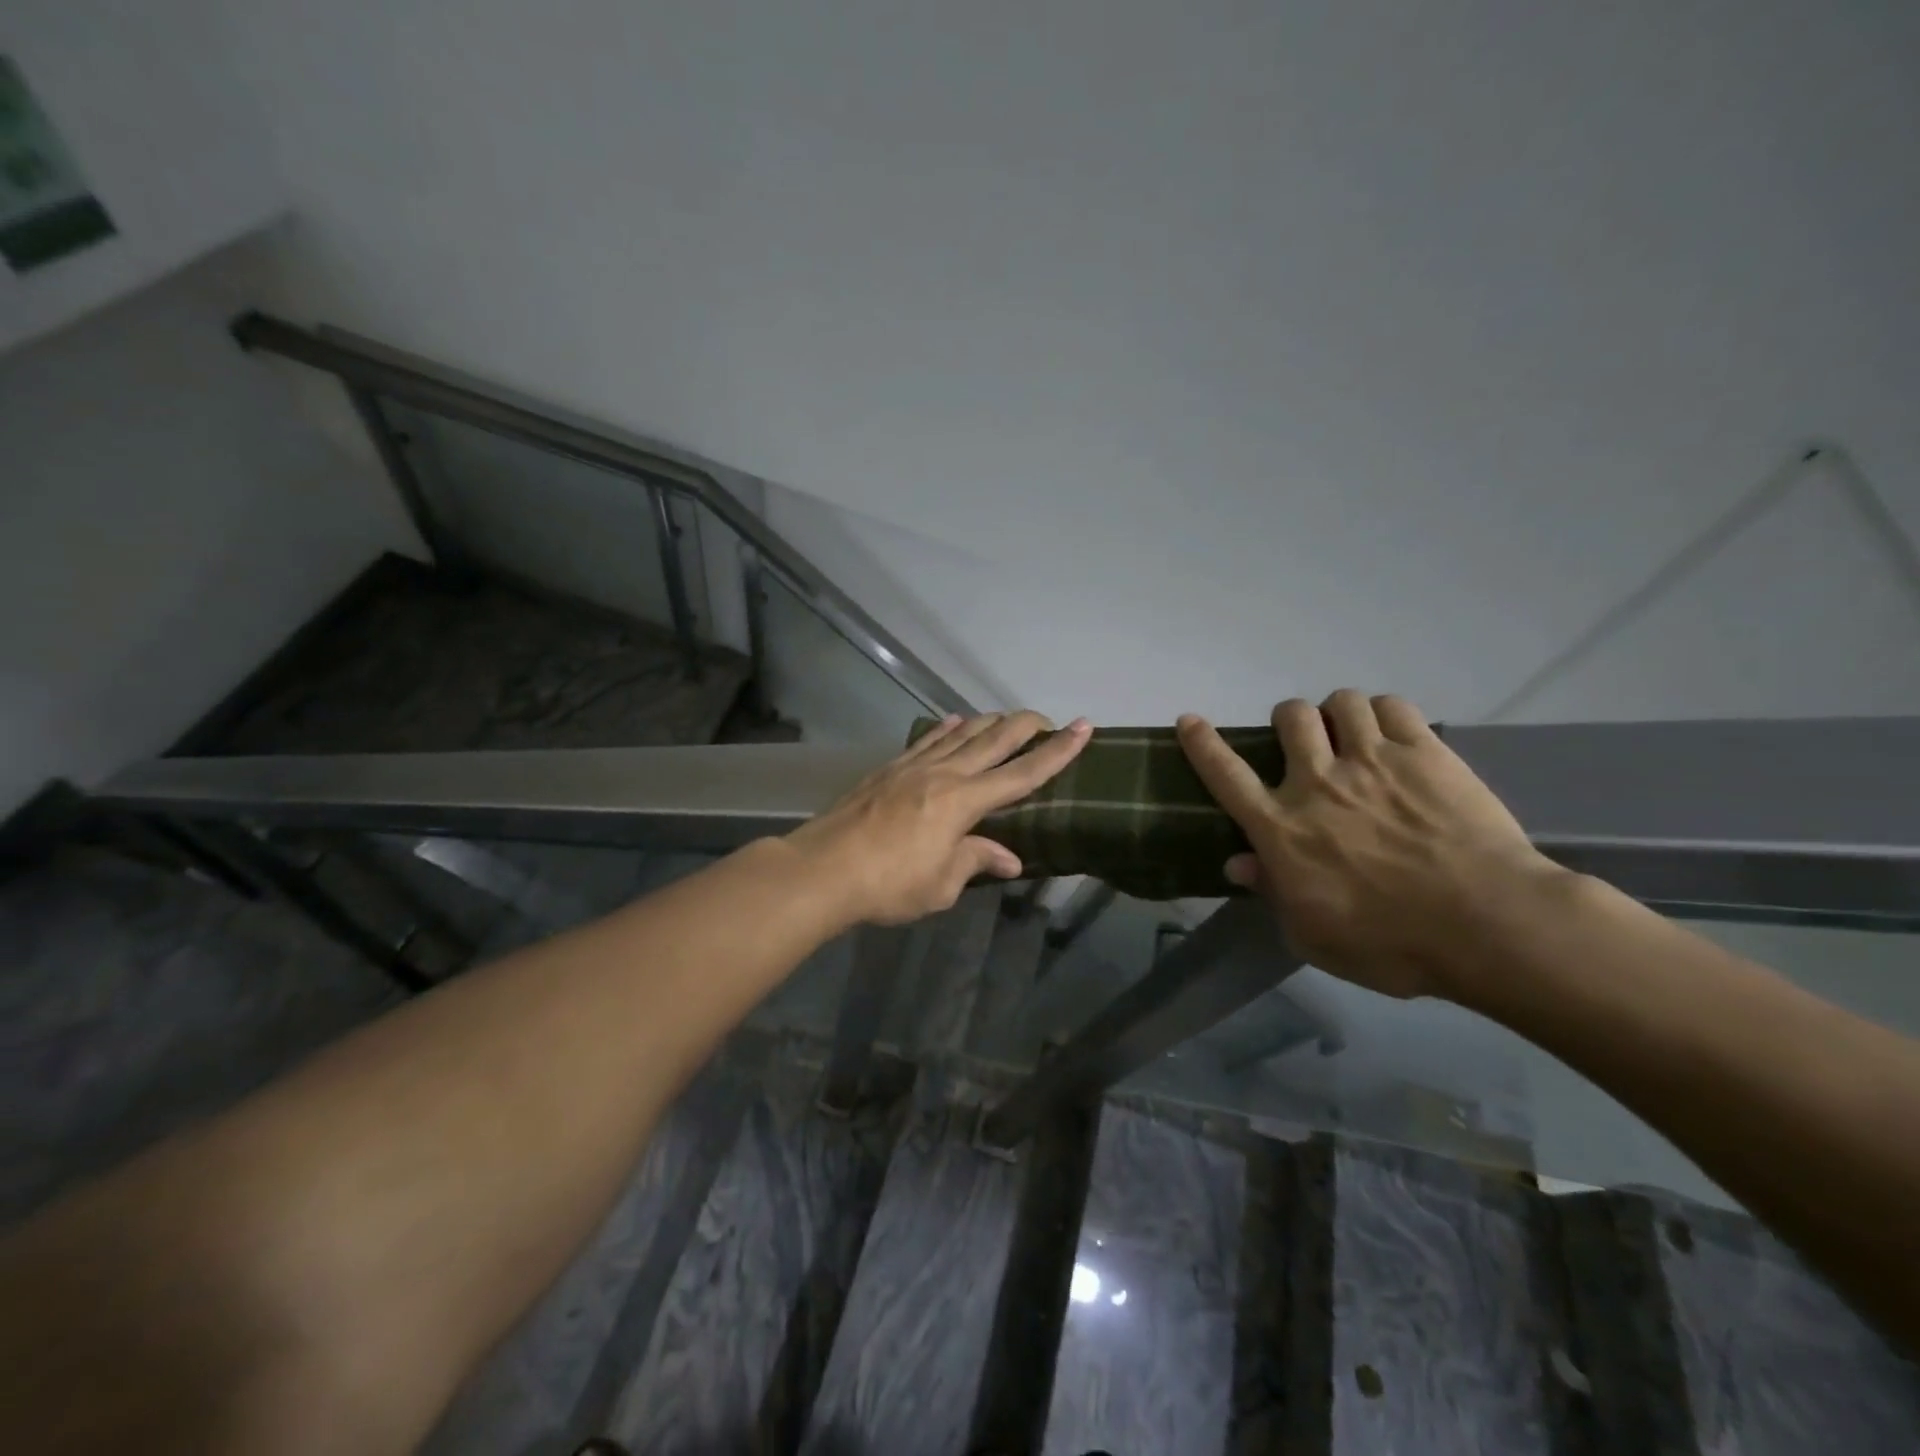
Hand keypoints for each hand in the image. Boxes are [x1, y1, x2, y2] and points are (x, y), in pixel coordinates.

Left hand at [788, 711, 1091, 925]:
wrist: (823, 869)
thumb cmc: (888, 884)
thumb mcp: (941, 884)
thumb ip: (975, 861)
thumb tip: (1010, 859)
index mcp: (964, 802)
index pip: (1022, 774)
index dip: (1057, 752)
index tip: (1083, 728)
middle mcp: (943, 774)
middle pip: (994, 740)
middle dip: (1026, 726)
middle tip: (1049, 718)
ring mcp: (913, 767)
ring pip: (960, 733)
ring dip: (989, 722)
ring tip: (1007, 718)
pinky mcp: (888, 769)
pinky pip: (926, 741)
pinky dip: (946, 729)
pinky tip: (954, 722)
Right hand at [1177, 690, 1564, 999]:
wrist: (1486, 925)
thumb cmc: (1390, 944)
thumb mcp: (1313, 936)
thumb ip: (1272, 893)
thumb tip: (1237, 863)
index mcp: (1282, 828)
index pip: (1225, 774)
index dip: (1202, 743)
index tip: (1189, 721)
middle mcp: (1316, 783)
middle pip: (1288, 718)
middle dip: (1290, 721)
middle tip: (1307, 743)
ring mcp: (1371, 761)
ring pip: (1339, 702)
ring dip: (1338, 713)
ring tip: (1353, 733)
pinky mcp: (1424, 752)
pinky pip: (1392, 706)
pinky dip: (1385, 713)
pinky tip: (1394, 734)